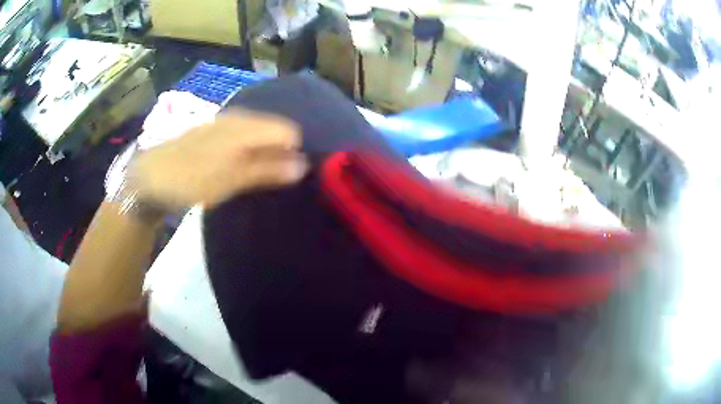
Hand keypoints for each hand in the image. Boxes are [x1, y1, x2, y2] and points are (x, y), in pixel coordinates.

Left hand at [129, 111, 306, 208]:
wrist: (148, 177)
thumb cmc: (190, 179)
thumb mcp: (230, 179)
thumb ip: (267, 170)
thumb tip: (303, 165)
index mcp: (245, 127)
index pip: (288, 130)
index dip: (295, 151)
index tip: (293, 176)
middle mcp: (237, 118)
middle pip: (273, 129)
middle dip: (281, 152)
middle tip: (278, 180)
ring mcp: (222, 124)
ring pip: (256, 133)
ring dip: (264, 152)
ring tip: (260, 177)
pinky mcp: (212, 133)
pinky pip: (241, 137)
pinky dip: (247, 151)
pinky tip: (240, 167)